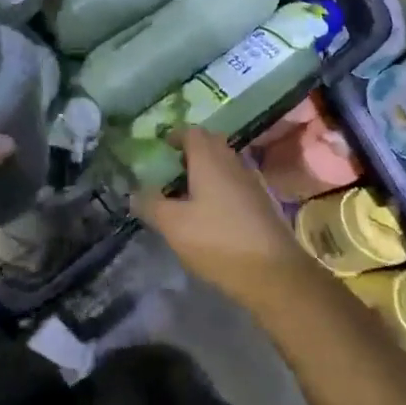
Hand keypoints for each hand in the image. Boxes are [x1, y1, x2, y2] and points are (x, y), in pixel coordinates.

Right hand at [134, 128, 317, 307]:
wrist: (272, 272)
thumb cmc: (217, 240)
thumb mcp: (174, 225)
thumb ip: (151, 204)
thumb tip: (132, 192)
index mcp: (209, 158)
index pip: (192, 132)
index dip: (176, 135)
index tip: (162, 146)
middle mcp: (232, 161)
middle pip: (211, 144)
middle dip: (192, 150)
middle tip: (173, 168)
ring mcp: (250, 181)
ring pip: (224, 163)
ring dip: (206, 169)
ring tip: (187, 192)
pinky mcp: (261, 202)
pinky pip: (235, 182)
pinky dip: (220, 187)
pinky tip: (210, 211)